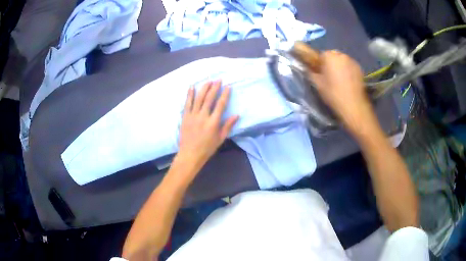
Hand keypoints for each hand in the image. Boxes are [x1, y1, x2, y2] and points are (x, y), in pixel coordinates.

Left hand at [176, 81, 238, 172]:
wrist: (190, 154)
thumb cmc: (207, 148)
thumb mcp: (220, 139)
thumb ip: (228, 126)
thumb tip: (237, 115)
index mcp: (213, 122)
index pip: (220, 105)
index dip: (225, 95)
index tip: (228, 87)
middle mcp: (203, 116)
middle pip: (209, 99)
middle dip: (214, 88)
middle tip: (218, 80)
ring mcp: (192, 116)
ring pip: (198, 99)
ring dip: (204, 88)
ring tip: (208, 81)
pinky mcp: (185, 117)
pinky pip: (187, 103)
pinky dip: (189, 95)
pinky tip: (192, 87)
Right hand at [307, 50, 374, 133]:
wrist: (353, 105)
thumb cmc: (333, 93)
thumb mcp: (318, 84)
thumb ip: (311, 73)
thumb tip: (307, 68)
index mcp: (329, 56)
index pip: (321, 55)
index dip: (320, 63)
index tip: (321, 73)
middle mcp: (341, 55)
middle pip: (333, 56)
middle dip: (331, 63)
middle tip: (330, 76)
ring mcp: (352, 61)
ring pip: (343, 61)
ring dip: (340, 66)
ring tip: (340, 80)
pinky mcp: (360, 69)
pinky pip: (350, 66)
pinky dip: (348, 71)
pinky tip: (348, 82)